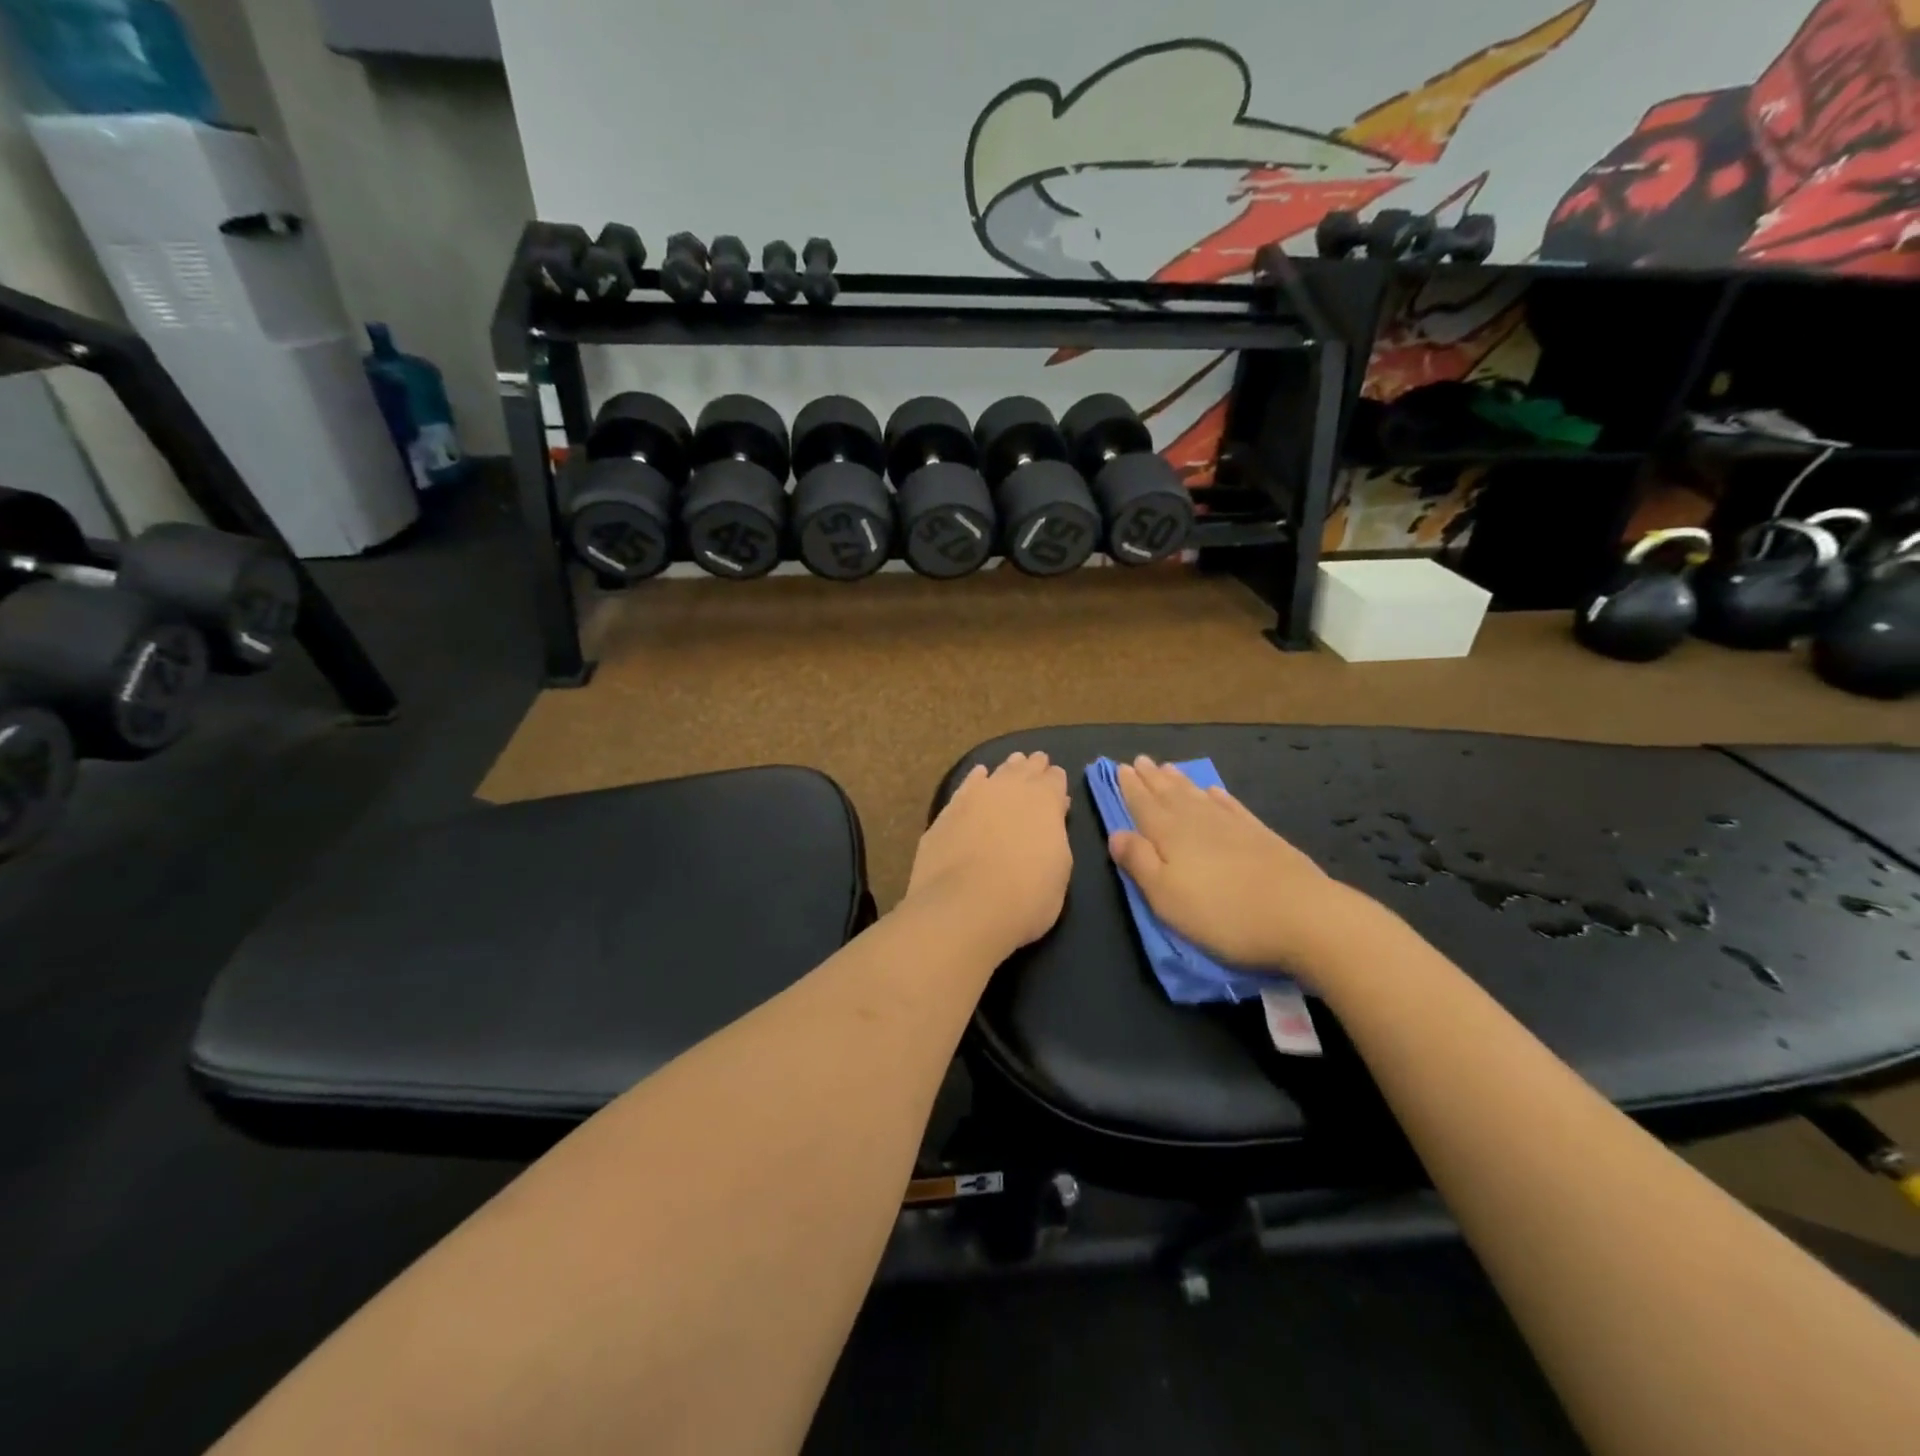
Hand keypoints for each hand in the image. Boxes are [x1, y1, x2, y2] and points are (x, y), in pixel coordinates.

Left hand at [905, 752, 1071, 955]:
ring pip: (996, 773)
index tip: (1057, 782)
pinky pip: (967, 786)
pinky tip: (978, 778)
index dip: (1056, 781)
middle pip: (1025, 769)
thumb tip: (1051, 818)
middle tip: (1037, 763)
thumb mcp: (1059, 870)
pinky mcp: (947, 811)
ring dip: (1007, 769)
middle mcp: (1011, 789)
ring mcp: (975, 796)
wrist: (964, 906)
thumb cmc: (1026, 897)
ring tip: (1012, 765)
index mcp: (1045, 801)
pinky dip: (975, 780)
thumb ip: (1056, 837)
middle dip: (1033, 768)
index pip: (1055, 780)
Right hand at [1109, 756, 1382, 981]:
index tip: (1120, 767)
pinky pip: (1232, 807)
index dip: (1131, 787)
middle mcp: (1199, 822)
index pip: (1144, 805)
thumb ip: (1139, 862)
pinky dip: (1219, 797)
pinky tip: (1215, 792)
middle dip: (1152, 779)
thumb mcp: (1165, 896)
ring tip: (1169, 767)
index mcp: (1171, 835)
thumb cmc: (1222, 913)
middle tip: (1141, 760)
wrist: (1303, 916)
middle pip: (1170, 795)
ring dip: (1180, 782)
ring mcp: (1233, 826)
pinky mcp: (1262, 836)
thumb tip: (1116, 833)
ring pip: (1198, 796)